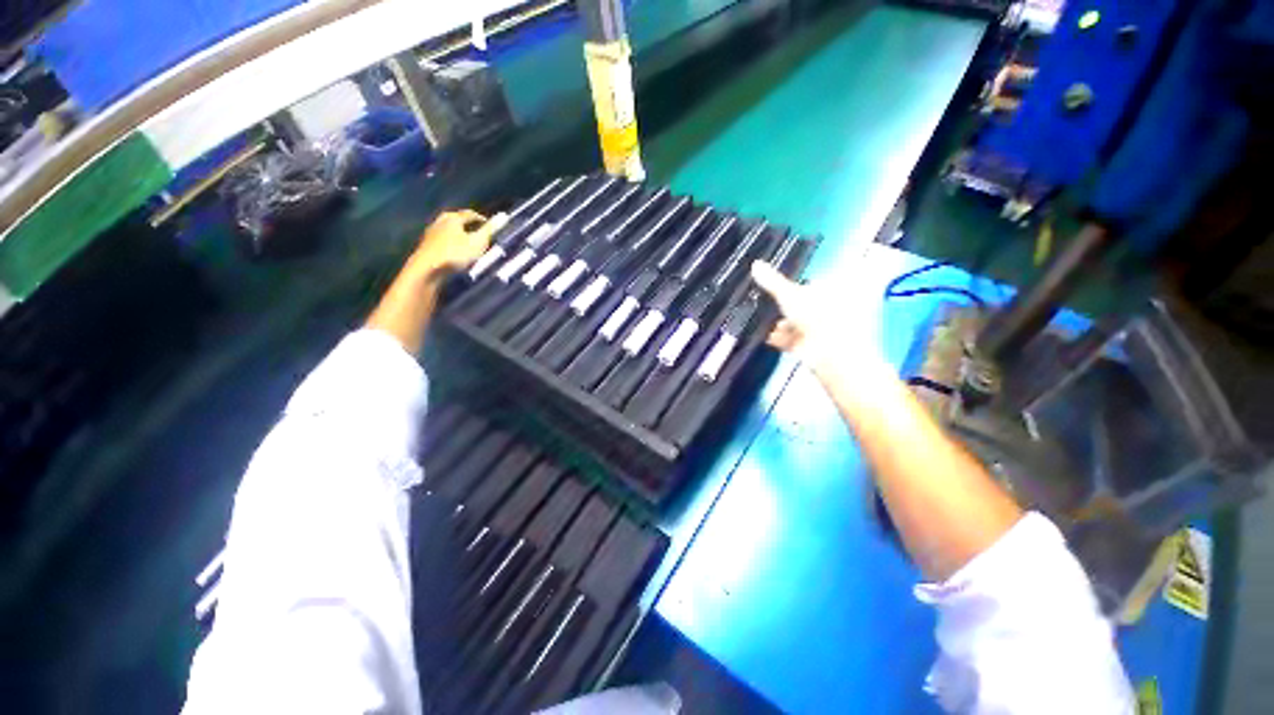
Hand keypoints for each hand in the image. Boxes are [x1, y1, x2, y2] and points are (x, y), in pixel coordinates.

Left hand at [366, 210, 505, 353]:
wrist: (427, 269)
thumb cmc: (455, 253)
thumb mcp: (478, 242)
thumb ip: (490, 230)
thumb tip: (504, 215)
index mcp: (453, 218)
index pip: (470, 214)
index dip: (482, 220)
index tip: (491, 227)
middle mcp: (440, 221)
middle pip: (458, 221)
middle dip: (470, 227)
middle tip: (481, 235)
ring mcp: (431, 233)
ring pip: (450, 231)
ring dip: (460, 236)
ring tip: (470, 245)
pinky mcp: (427, 246)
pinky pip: (444, 241)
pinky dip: (452, 244)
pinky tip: (456, 253)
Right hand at [750, 260, 884, 372]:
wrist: (831, 353)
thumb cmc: (817, 317)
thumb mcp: (789, 294)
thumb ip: (772, 281)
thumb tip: (756, 264)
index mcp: (835, 290)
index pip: (813, 283)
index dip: (796, 285)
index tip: (778, 288)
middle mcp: (833, 308)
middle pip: (805, 304)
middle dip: (787, 308)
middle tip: (771, 307)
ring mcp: (825, 329)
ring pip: (799, 323)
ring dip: (783, 325)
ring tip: (770, 326)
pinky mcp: (816, 346)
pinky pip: (797, 339)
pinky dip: (784, 339)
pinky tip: (771, 338)